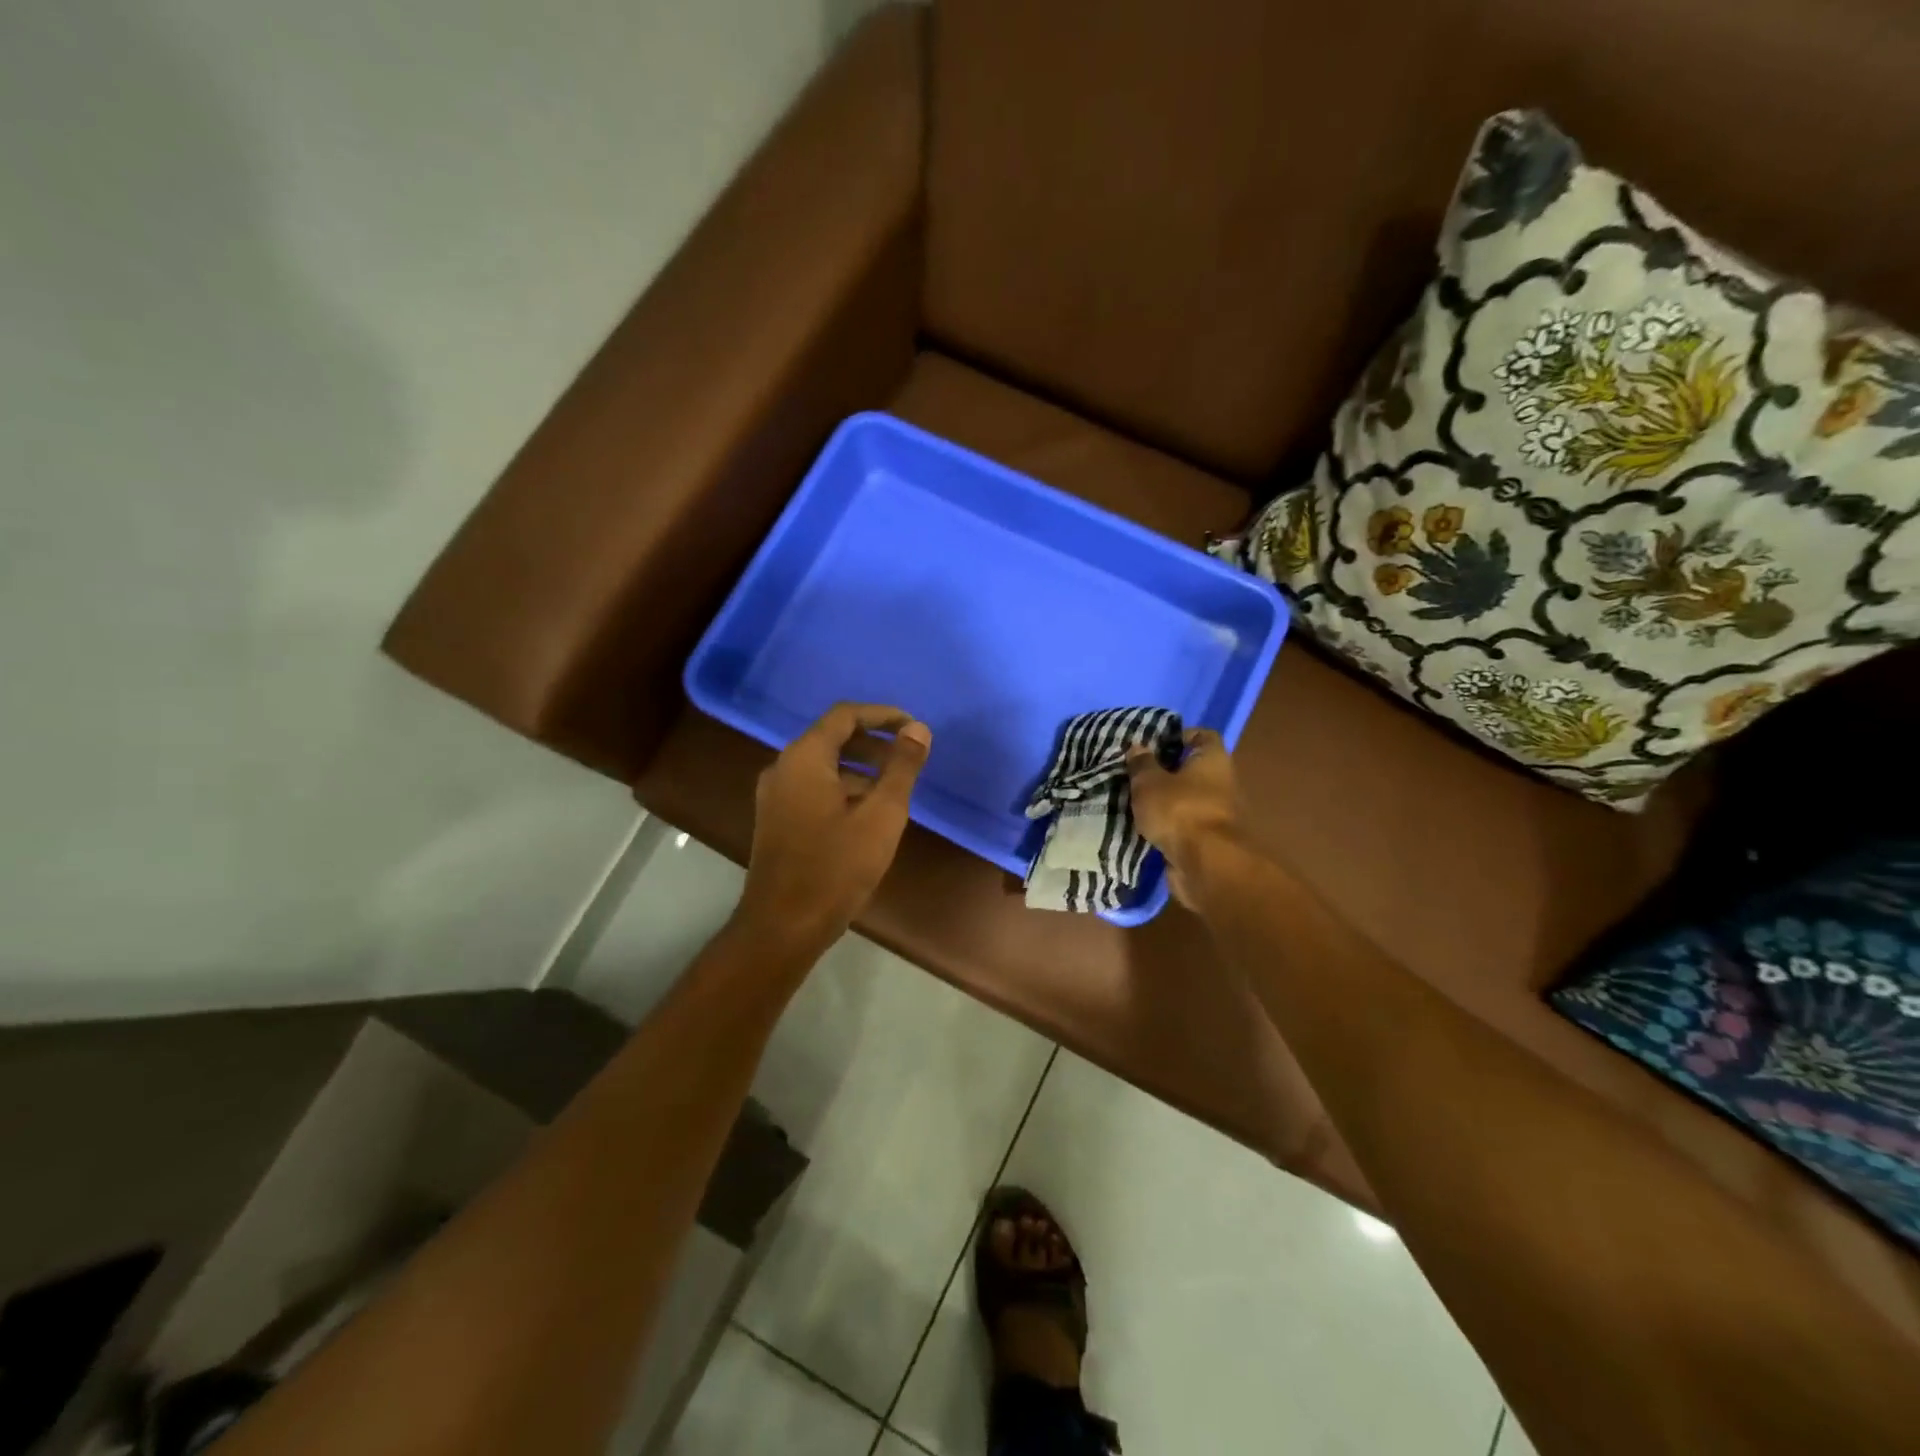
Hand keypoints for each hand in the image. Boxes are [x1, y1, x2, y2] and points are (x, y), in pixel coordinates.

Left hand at [736, 703, 932, 952]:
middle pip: (832, 738)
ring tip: (895, 787)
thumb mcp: (881, 816)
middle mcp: (783, 768)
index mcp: (804, 758)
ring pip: (823, 765)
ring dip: (860, 767)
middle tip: (908, 757)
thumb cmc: (836, 867)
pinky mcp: (776, 819)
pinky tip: (868, 813)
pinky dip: (843, 787)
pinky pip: (813, 787)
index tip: (913, 728)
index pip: (845, 716)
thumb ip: (902, 768)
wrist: (783, 926)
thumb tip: (918, 730)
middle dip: (873, 742)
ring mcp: (775, 795)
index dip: (882, 716)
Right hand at [1126, 728, 1243, 907]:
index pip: (1202, 735)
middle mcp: (1221, 782)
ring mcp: (1217, 813)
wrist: (1206, 865)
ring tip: (1134, 799)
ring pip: (1187, 798)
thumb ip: (1142, 764)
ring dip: (1165, 800)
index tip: (1152, 743)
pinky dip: (1168, 824)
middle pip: (1193, 768)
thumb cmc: (1180, 811)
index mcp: (1213, 759)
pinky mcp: (1208, 840)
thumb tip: (1137, 747)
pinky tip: (1143, 824)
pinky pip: (1184, 824)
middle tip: (1135, 773)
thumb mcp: (1149, 783)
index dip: (1178, 735)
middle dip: (1165, 770)